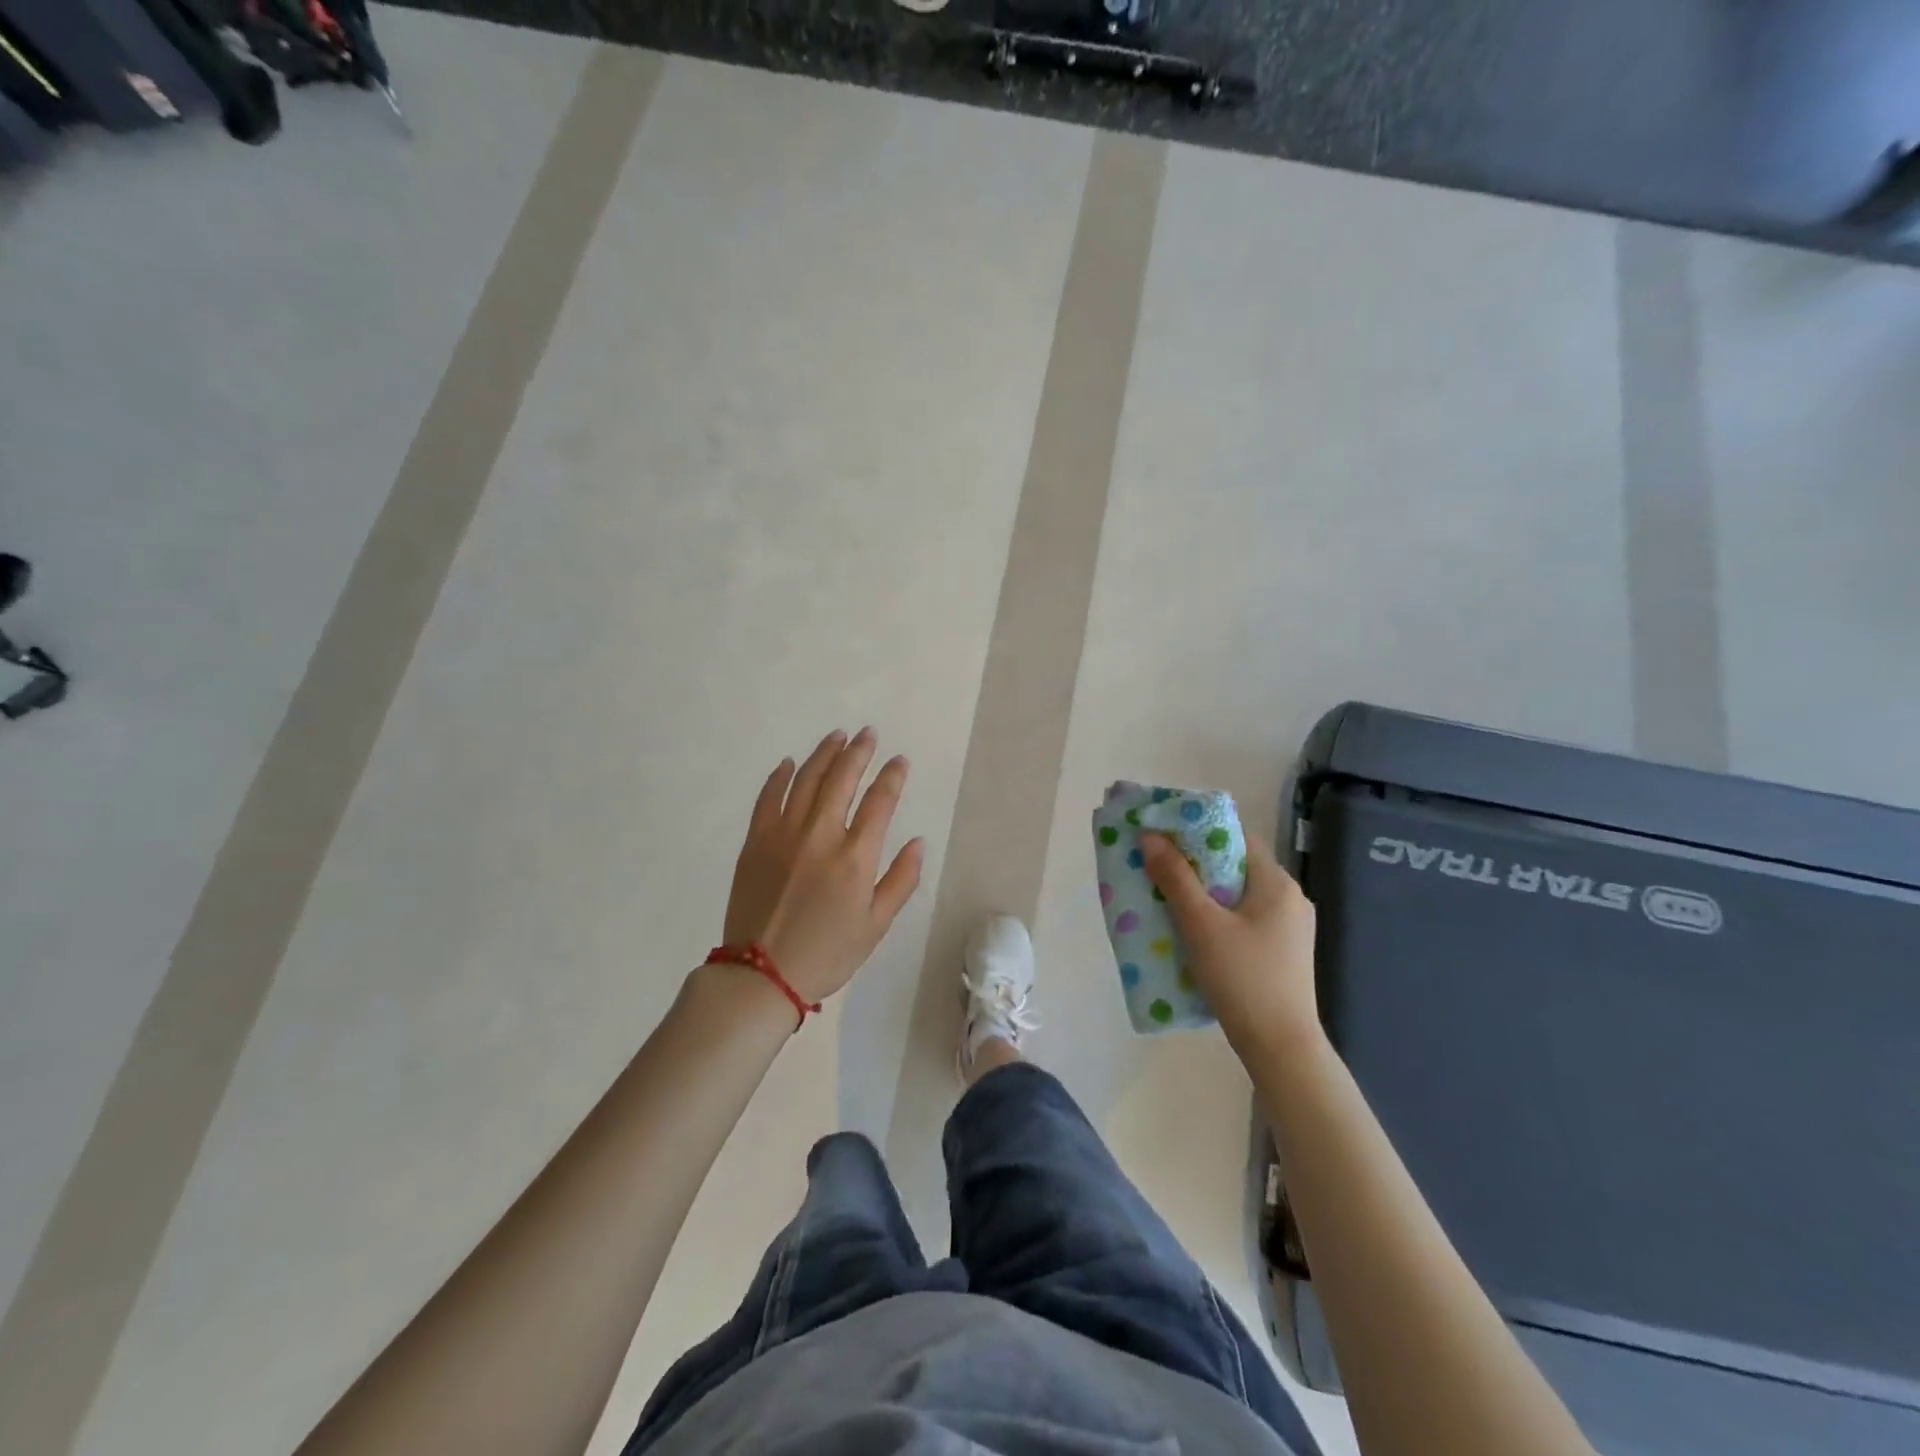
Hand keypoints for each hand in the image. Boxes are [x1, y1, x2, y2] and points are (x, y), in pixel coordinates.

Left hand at [722, 728, 924, 1003]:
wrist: (761, 974)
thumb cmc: (827, 953)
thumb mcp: (876, 925)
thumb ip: (901, 880)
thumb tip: (918, 842)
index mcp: (854, 857)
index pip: (880, 801)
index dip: (892, 776)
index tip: (899, 760)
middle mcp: (820, 835)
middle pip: (842, 779)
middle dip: (858, 752)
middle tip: (868, 734)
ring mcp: (783, 834)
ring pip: (806, 780)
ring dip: (824, 754)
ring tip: (837, 737)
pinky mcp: (755, 841)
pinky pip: (768, 798)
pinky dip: (779, 777)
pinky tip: (789, 763)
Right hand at [1141, 830, 1322, 1060]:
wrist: (1282, 1049)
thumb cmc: (1243, 979)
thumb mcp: (1201, 925)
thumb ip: (1175, 878)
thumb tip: (1150, 837)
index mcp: (1277, 883)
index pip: (1236, 837)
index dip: (1199, 830)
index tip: (1163, 833)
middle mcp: (1289, 898)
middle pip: (1235, 865)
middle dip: (1194, 863)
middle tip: (1156, 865)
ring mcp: (1289, 927)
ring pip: (1237, 894)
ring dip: (1203, 892)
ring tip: (1166, 896)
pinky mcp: (1282, 952)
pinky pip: (1243, 918)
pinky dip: (1216, 915)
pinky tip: (1191, 930)